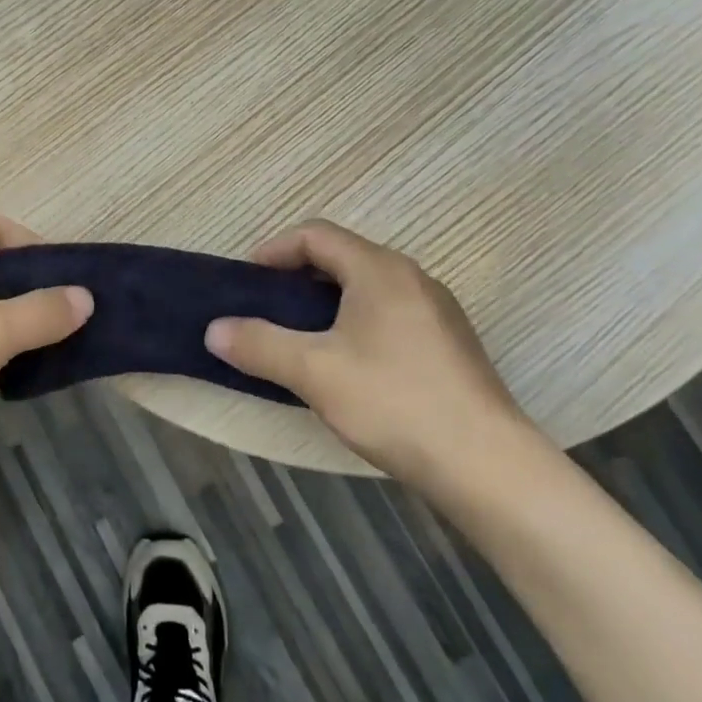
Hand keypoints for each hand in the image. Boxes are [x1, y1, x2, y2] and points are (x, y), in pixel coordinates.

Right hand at [203, 219, 537, 489]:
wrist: (488, 466)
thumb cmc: (394, 402)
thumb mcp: (313, 372)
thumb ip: (259, 344)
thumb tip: (213, 330)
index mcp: (379, 269)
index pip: (316, 235)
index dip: (275, 249)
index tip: (248, 279)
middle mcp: (412, 277)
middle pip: (343, 257)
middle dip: (299, 275)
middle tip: (268, 307)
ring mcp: (437, 311)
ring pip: (368, 287)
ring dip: (328, 301)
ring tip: (301, 336)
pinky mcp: (451, 344)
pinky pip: (391, 313)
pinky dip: (356, 322)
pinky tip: (348, 364)